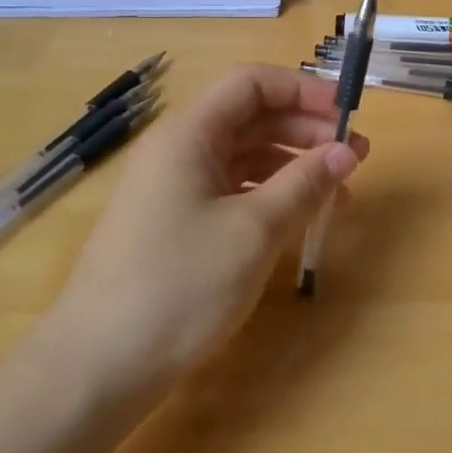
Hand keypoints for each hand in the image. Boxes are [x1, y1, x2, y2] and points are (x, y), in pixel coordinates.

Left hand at [46, 65, 366, 389]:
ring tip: (338, 192)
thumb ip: (305, 184)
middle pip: (251, 117)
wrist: (95, 370)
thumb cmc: (178, 287)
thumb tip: (347, 151)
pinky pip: (232, 190)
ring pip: (244, 156)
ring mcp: (173, 189)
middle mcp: (178, 150)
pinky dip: (270, 196)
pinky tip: (299, 219)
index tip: (346, 115)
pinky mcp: (175, 224)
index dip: (303, 90)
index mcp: (189, 135)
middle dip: (306, 129)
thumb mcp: (254, 231)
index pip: (252, 82)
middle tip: (356, 156)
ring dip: (293, 165)